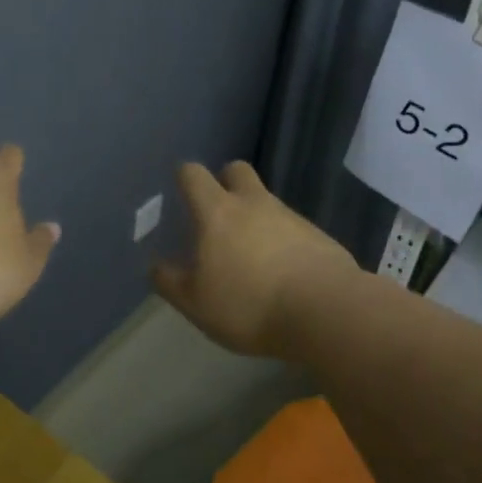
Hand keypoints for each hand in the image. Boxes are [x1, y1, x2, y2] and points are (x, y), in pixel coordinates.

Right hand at [152, 161, 358, 357]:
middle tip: (219, 213)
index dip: (184, 178)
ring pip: (266, 201)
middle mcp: (254, 203)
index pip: (194, 175)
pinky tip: (283, 272)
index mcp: (218, 212)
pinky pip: (292, 227)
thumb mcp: (196, 303)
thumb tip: (156, 265)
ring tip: (251, 255)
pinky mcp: (318, 235)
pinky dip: (283, 240)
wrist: (325, 312)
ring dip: (256, 216)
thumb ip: (171, 281)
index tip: (180, 191)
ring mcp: (290, 216)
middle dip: (225, 182)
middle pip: (236, 170)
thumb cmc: (249, 305)